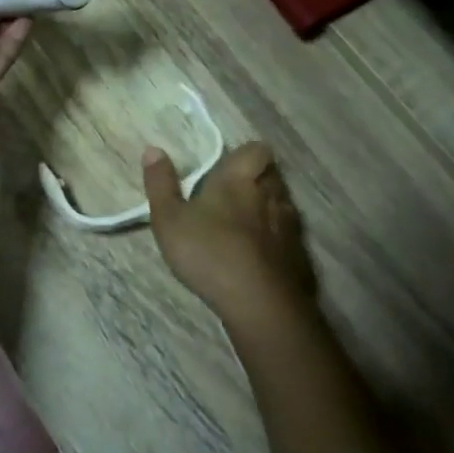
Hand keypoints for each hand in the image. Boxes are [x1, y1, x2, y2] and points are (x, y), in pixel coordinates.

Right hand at [143, 142, 316, 341]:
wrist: (259, 303)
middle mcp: (270, 194)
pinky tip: (261, 256)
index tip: (230, 166)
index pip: (256, 150)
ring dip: (268, 209)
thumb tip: (153, 149)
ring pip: (282, 204)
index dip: (246, 155)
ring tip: (246, 225)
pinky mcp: (300, 255)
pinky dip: (277, 240)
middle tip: (233, 195)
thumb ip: (160, 183)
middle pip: (271, 175)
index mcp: (239, 179)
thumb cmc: (209, 252)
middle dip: (257, 180)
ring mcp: (290, 225)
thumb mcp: (169, 219)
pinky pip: (290, 236)